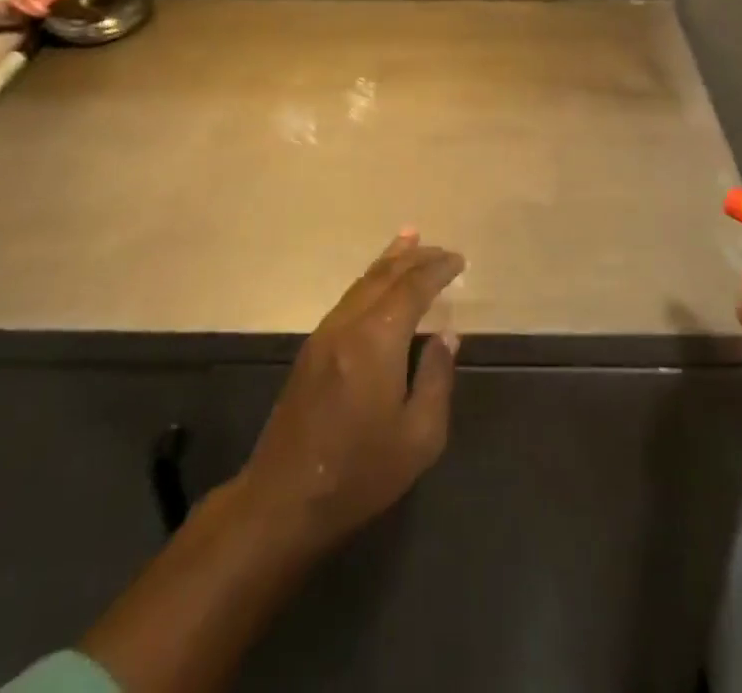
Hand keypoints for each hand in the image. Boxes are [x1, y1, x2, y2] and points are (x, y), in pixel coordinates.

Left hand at [236, 230, 464, 558]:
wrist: (283, 500)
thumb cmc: (359, 473)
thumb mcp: (418, 437)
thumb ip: (436, 379)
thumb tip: (445, 337)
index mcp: (376, 340)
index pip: (412, 288)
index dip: (437, 270)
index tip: (459, 261)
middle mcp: (348, 324)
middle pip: (384, 276)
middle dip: (415, 258)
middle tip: (441, 248)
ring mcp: (324, 333)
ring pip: (362, 282)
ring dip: (389, 261)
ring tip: (409, 240)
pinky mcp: (311, 349)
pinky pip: (349, 298)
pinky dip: (370, 280)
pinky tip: (378, 283)